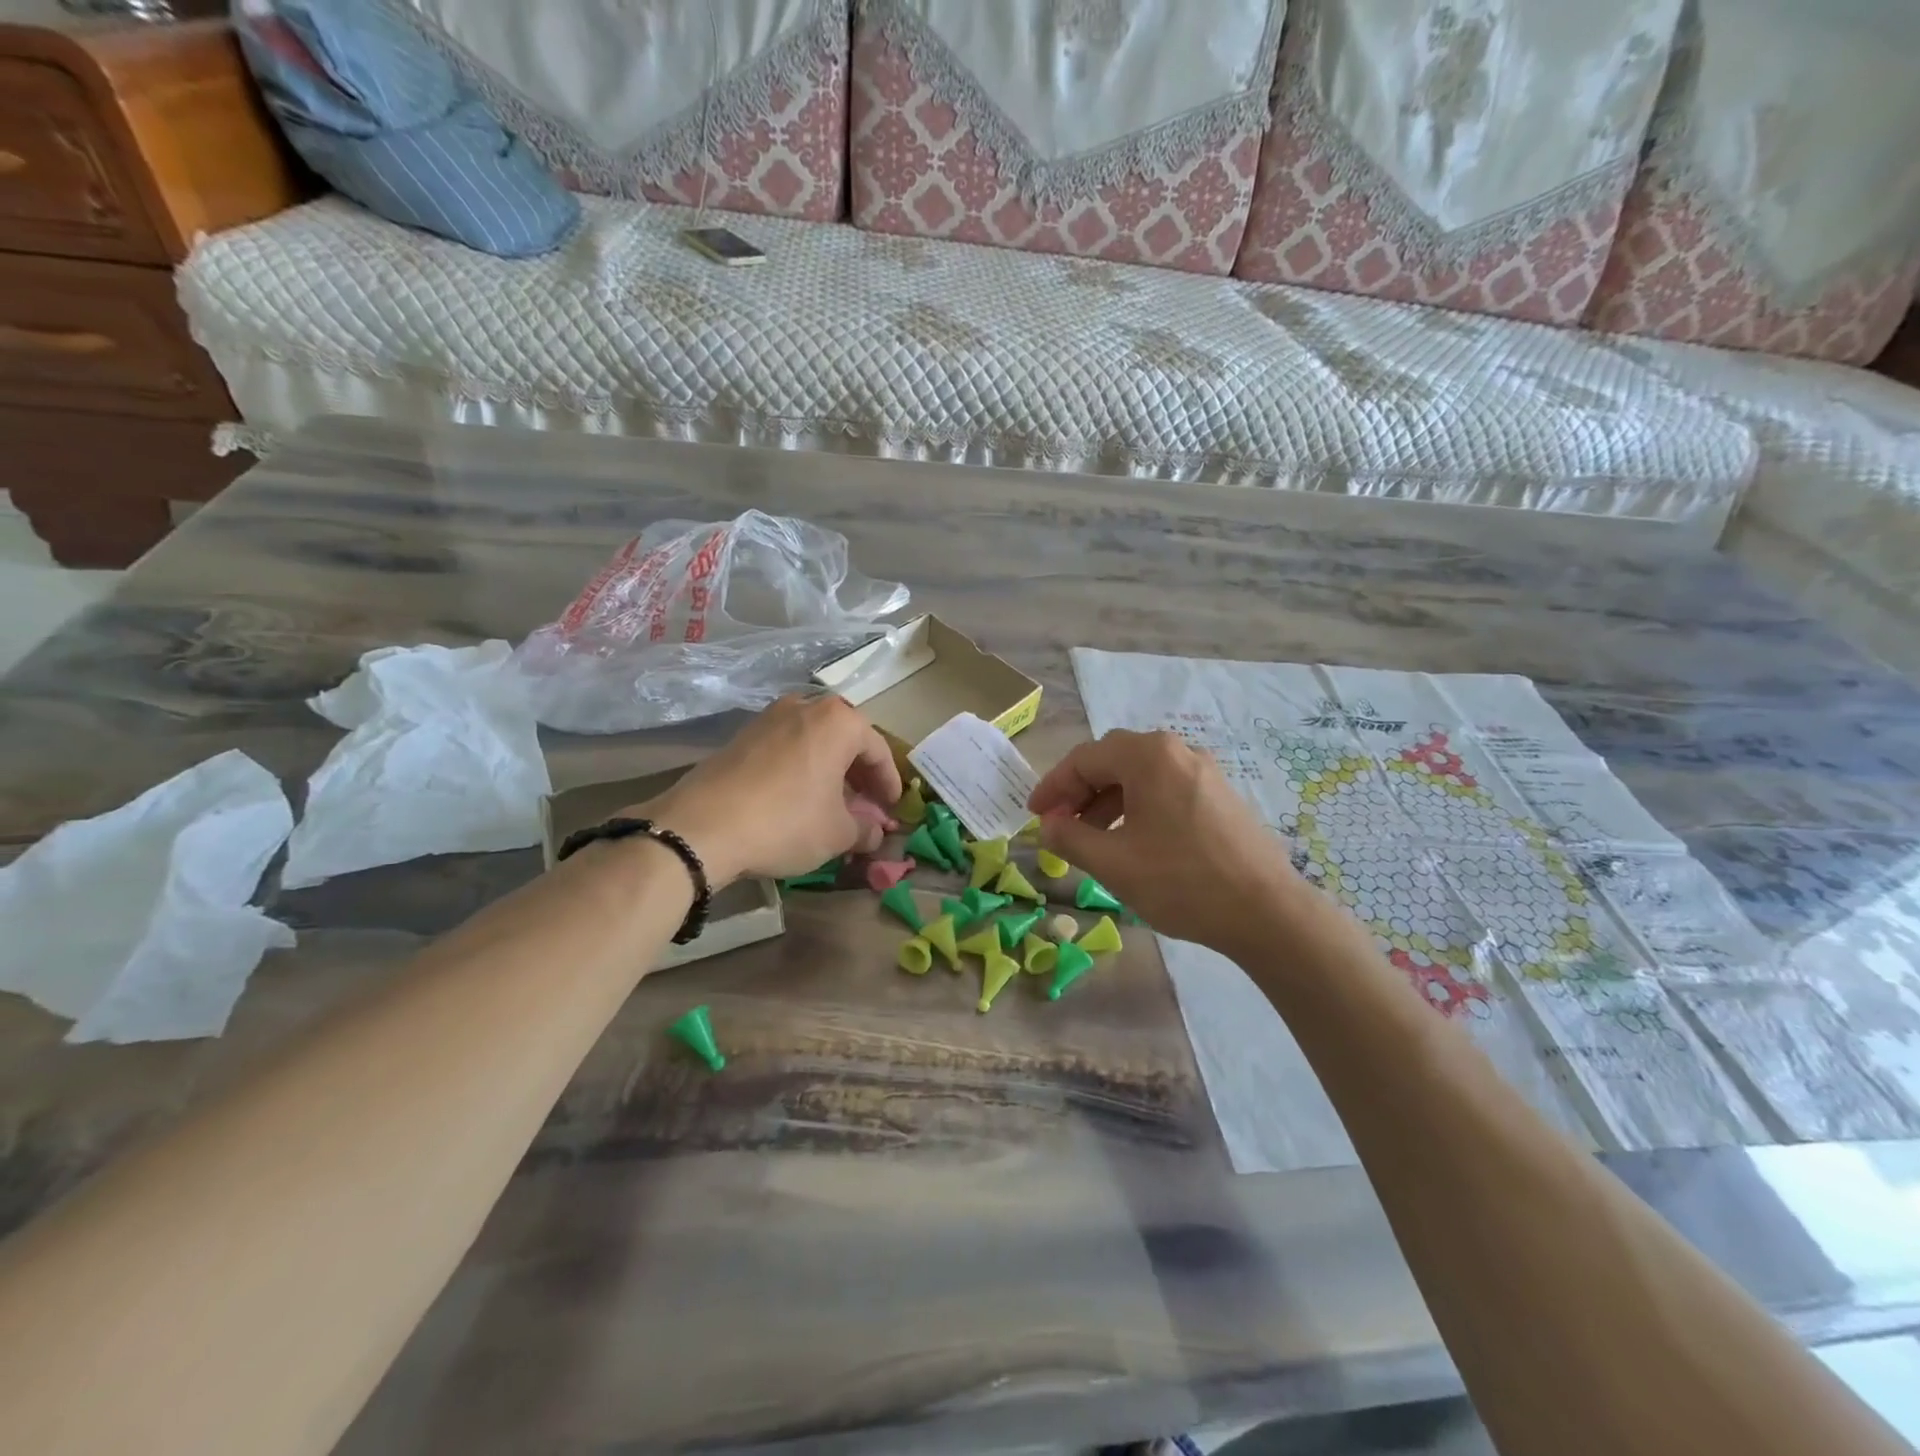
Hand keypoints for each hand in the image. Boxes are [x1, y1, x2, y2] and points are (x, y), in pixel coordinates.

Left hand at [635, 694, 902, 884]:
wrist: (702, 826)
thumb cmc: (786, 822)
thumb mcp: (837, 833)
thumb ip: (865, 829)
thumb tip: (874, 832)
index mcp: (839, 721)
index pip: (878, 750)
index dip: (889, 783)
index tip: (893, 807)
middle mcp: (805, 707)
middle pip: (846, 739)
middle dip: (859, 773)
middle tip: (866, 804)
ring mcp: (769, 717)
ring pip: (814, 741)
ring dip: (829, 769)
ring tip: (832, 802)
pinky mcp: (741, 736)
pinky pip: (786, 748)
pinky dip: (801, 768)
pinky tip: (797, 798)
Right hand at [1029, 729, 1305, 955]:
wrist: (1267, 912)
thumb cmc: (1181, 882)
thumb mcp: (1113, 862)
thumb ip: (1069, 837)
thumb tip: (1048, 825)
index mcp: (1149, 756)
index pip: (1085, 759)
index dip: (1053, 787)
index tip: (1035, 815)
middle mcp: (1178, 752)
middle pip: (1113, 761)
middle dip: (1080, 792)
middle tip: (1060, 825)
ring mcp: (1204, 772)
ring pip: (1141, 776)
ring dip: (1108, 801)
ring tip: (1092, 839)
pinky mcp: (1221, 796)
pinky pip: (1166, 790)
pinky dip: (1138, 808)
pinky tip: (1133, 842)